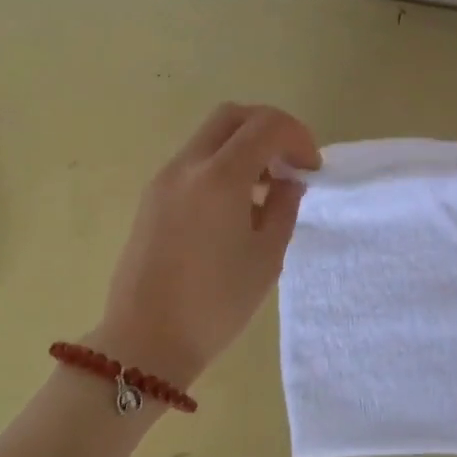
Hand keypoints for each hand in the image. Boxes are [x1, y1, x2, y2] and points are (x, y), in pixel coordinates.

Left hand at [91, 103, 320, 386]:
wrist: (146, 340)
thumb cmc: (216, 304)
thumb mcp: (266, 257)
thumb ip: (283, 208)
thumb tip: (287, 182)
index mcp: (220, 177)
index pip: (265, 126)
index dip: (298, 137)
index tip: (311, 169)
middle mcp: (187, 166)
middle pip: (231, 116)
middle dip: (268, 128)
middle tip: (289, 164)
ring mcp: (163, 180)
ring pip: (209, 137)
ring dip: (243, 147)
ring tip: (265, 190)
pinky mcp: (151, 199)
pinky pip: (193, 163)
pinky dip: (221, 165)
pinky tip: (235, 206)